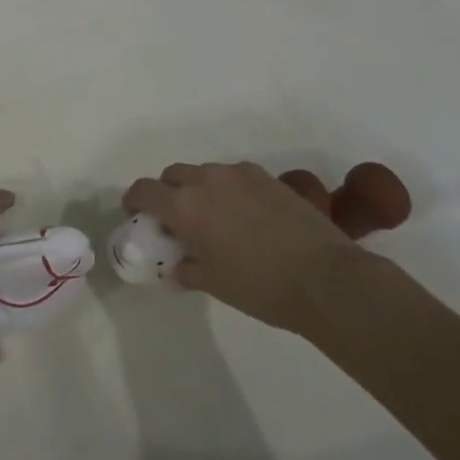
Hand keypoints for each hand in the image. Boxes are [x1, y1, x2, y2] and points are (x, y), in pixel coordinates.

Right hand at [123, 161, 381, 332]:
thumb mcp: (212, 283)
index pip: (144, 190)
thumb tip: (176, 266)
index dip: (134, 200)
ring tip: (213, 217)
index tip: (136, 214)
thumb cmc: (259, 286)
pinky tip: (244, 214)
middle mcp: (207, 180)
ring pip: (205, 172)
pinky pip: (234, 176)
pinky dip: (228, 189)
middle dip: (167, 192)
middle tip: (176, 219)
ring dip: (199, 188)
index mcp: (184, 206)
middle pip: (173, 175)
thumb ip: (186, 269)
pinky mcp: (268, 177)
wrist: (325, 277)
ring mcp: (239, 175)